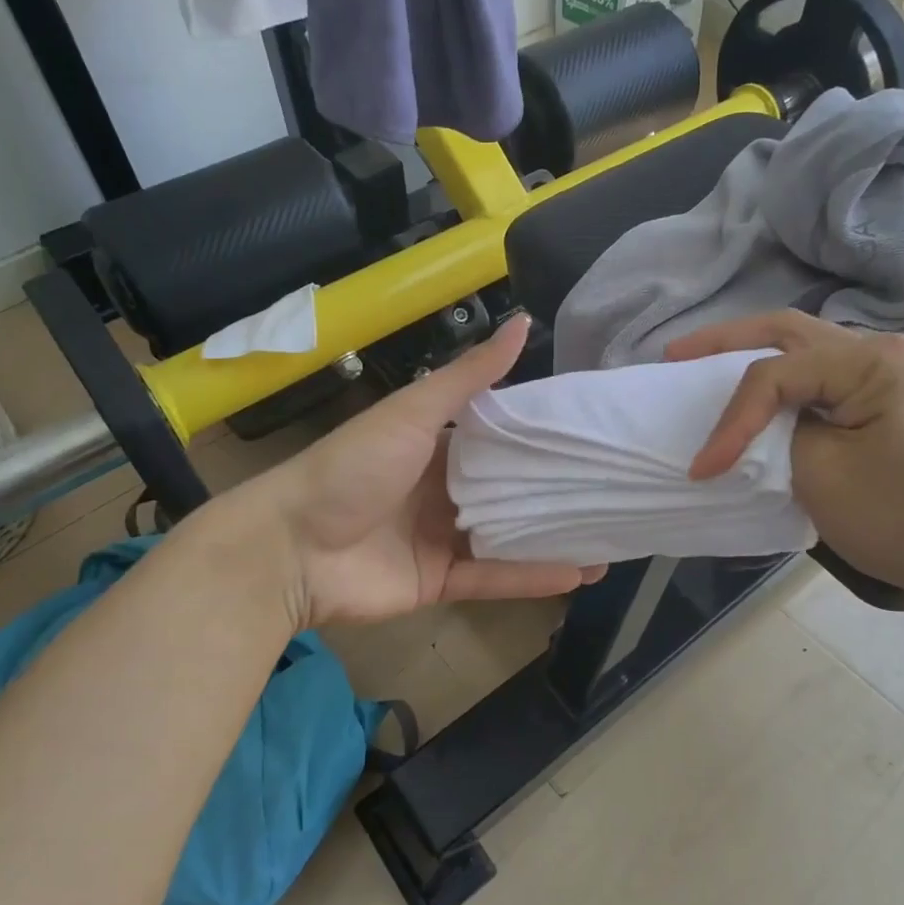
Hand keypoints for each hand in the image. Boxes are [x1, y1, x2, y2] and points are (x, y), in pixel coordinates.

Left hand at [209, 316, 604, 629]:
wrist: (290, 548)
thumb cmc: (353, 467)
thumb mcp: (414, 413)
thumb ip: (469, 376)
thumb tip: (521, 323)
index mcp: (435, 444)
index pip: (498, 436)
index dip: (540, 433)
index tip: (589, 429)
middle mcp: (442, 489)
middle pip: (508, 488)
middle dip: (554, 489)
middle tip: (613, 485)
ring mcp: (441, 537)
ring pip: (508, 537)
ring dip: (553, 537)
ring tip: (611, 535)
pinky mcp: (438, 581)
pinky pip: (493, 578)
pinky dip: (532, 577)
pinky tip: (580, 573)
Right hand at [666, 312, 903, 603]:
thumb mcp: (823, 475)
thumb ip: (778, 435)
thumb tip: (764, 429)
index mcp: (870, 360)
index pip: (775, 374)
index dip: (730, 418)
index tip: (702, 467)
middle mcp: (884, 353)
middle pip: (790, 333)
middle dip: (727, 342)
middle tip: (677, 356)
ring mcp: (896, 378)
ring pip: (810, 353)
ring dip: (758, 359)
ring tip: (710, 369)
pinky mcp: (897, 406)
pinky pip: (829, 382)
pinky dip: (788, 387)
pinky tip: (767, 398)